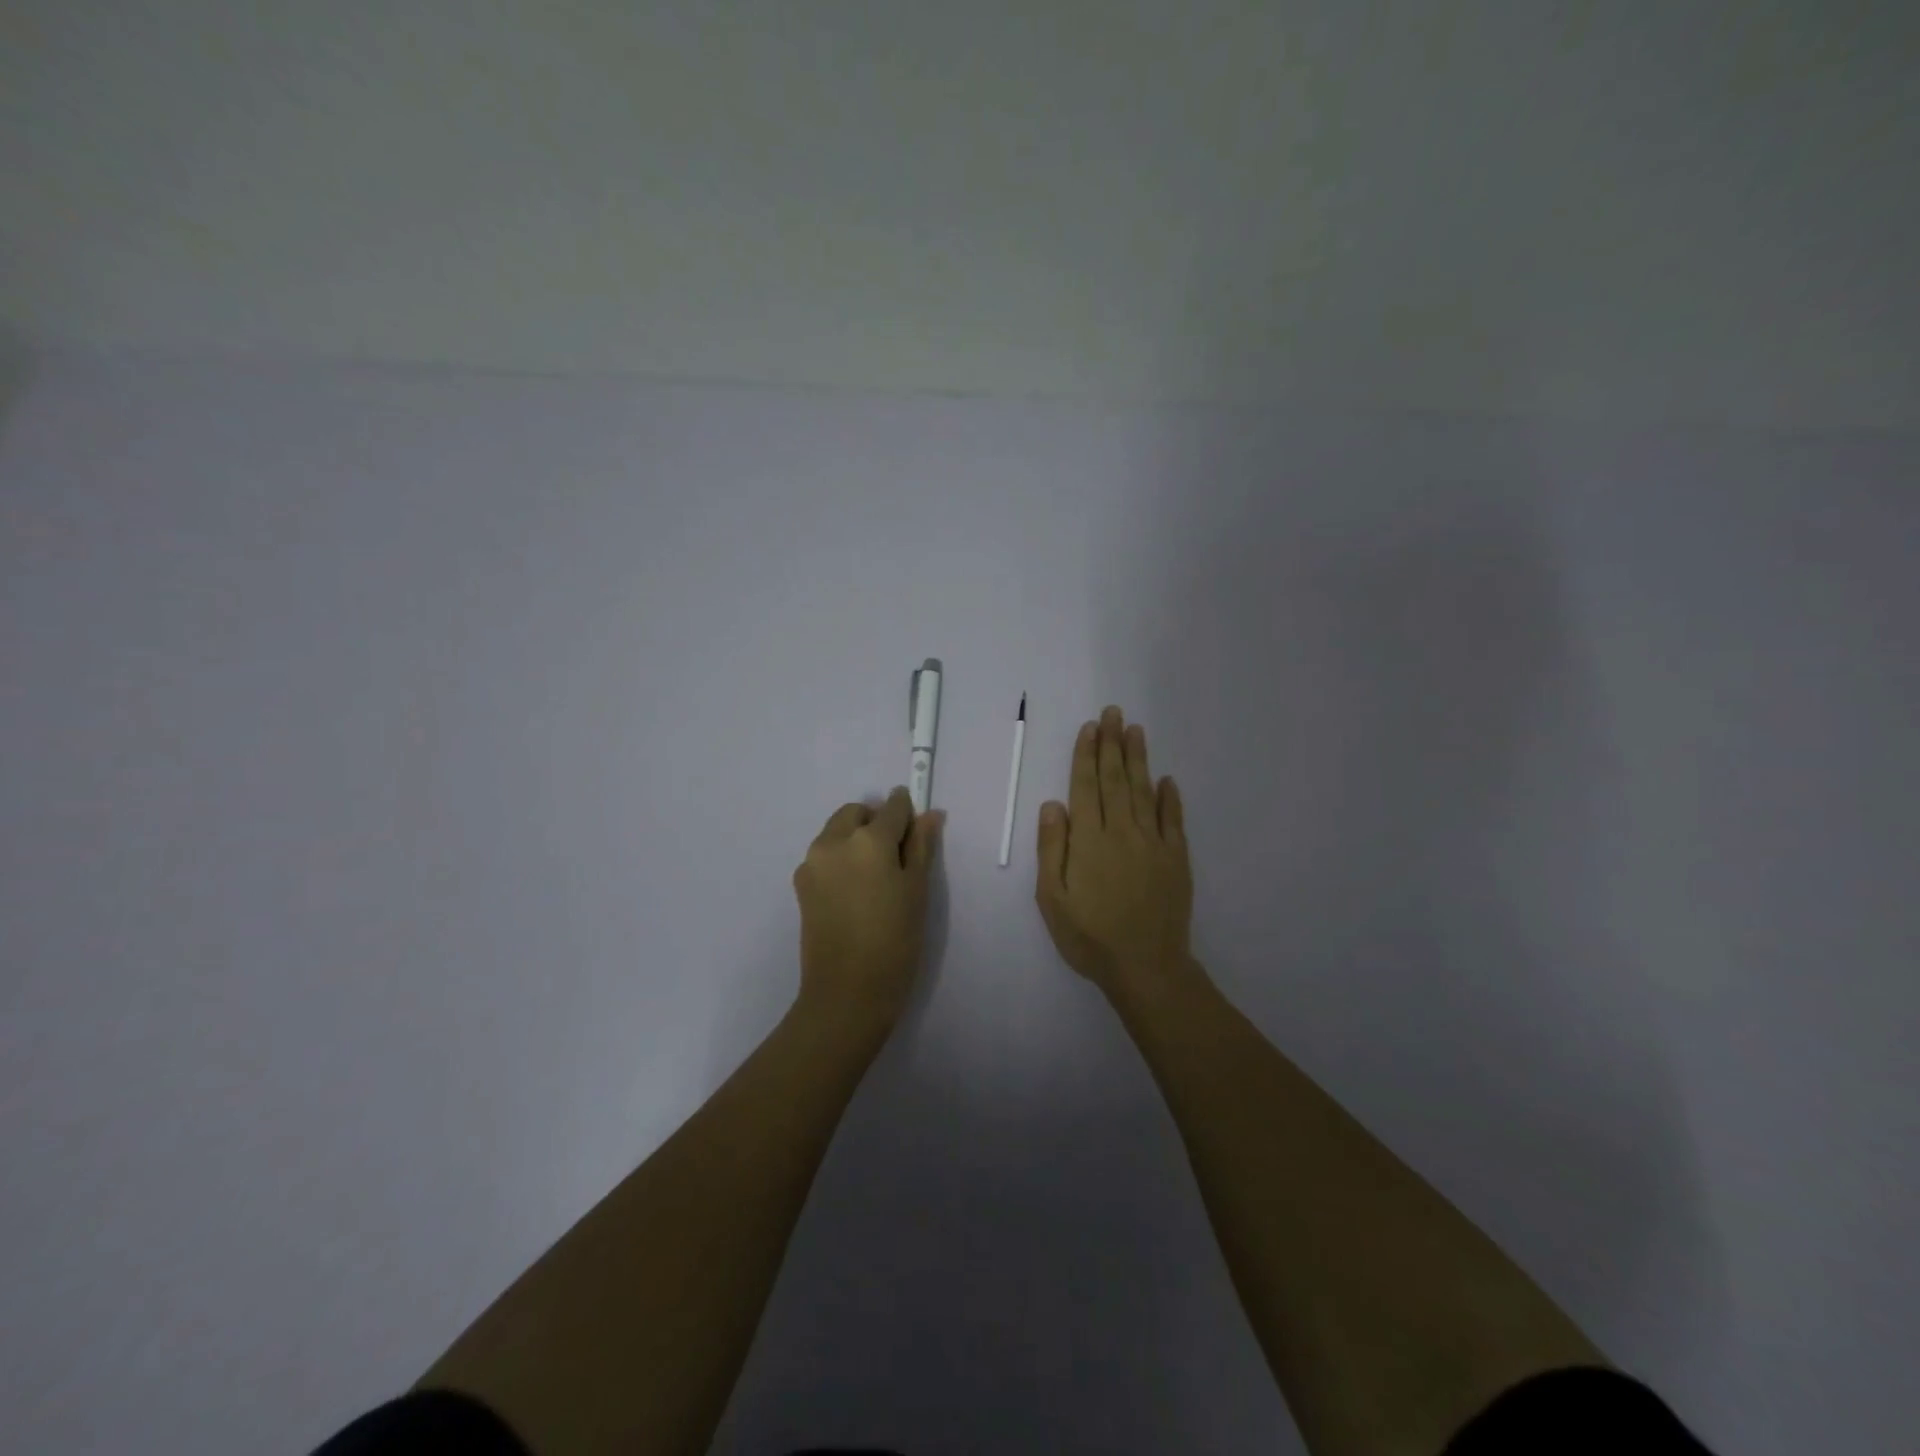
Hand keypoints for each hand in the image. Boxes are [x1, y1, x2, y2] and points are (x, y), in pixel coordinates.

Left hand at [793, 787, 942, 1030]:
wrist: (847, 993)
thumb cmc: (895, 941)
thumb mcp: (917, 891)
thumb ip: (921, 846)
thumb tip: (929, 814)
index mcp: (868, 840)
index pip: (892, 807)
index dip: (907, 813)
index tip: (916, 829)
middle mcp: (833, 841)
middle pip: (857, 813)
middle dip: (876, 822)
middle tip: (895, 858)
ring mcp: (811, 862)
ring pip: (836, 831)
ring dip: (855, 839)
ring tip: (874, 878)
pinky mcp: (800, 884)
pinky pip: (824, 855)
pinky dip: (840, 859)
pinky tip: (854, 893)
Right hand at [1036, 707, 1196, 1002]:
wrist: (1146, 966)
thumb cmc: (1090, 936)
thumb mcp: (1053, 899)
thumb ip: (1051, 849)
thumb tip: (1052, 804)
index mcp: (1089, 840)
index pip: (1085, 787)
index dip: (1086, 755)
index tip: (1090, 727)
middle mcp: (1121, 832)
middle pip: (1115, 779)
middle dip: (1112, 744)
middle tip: (1113, 712)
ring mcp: (1153, 843)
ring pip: (1144, 791)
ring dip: (1139, 759)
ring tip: (1135, 730)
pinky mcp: (1176, 859)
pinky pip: (1173, 820)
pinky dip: (1170, 797)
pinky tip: (1167, 779)